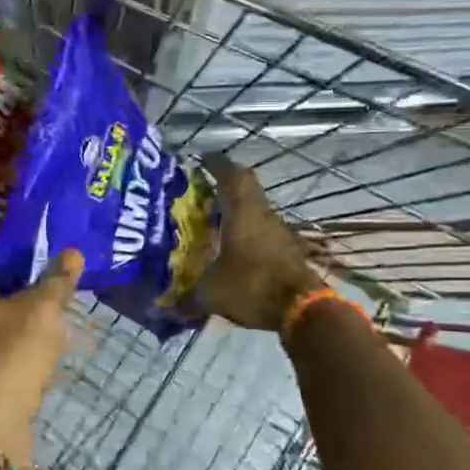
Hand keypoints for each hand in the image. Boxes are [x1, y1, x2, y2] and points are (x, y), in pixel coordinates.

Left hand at [0, 243, 82, 465]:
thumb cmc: (10, 354)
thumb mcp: (43, 312)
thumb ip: (57, 280)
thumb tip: (73, 253)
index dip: (14, 251)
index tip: (41, 257)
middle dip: (8, 283)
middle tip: (42, 286)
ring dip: (0, 312)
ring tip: (35, 316)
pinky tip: (18, 345)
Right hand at [195, 158, 322, 331]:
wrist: (303, 309)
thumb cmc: (252, 286)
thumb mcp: (211, 293)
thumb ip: (188, 298)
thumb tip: (167, 310)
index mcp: (243, 212)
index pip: (232, 175)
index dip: (217, 164)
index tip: (203, 159)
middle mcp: (263, 215)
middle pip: (245, 191)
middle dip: (224, 190)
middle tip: (202, 195)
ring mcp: (280, 233)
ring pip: (255, 214)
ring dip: (236, 215)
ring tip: (212, 226)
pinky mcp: (288, 252)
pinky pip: (263, 236)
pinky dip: (247, 237)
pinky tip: (232, 253)